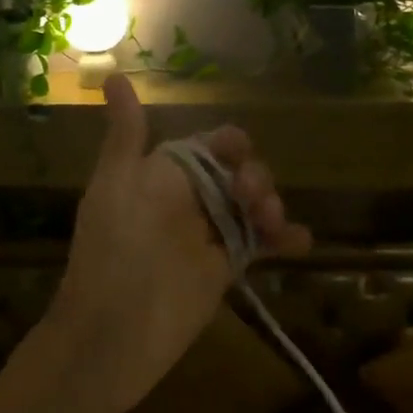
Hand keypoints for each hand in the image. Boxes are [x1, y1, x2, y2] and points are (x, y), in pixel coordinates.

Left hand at [49, 73, 309, 412]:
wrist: (111, 336)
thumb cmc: (111, 253)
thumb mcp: (115, 185)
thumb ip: (125, 136)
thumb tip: (114, 76)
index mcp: (159, 176)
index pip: (204, 147)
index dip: (227, 144)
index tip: (240, 150)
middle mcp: (186, 202)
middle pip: (235, 174)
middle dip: (253, 176)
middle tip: (255, 197)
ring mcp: (206, 237)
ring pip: (250, 207)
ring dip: (271, 203)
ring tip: (273, 219)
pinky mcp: (222, 272)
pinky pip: (258, 246)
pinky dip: (283, 239)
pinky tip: (302, 241)